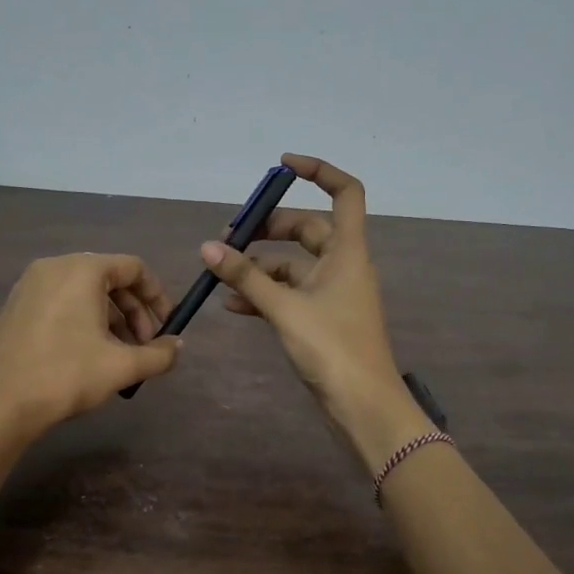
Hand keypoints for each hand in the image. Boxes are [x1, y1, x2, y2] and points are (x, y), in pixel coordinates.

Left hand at [0, 253, 181, 440]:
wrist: (1, 403)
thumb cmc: (66, 375)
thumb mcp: (122, 366)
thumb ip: (159, 354)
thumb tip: (177, 346)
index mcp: (82, 270)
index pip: (134, 268)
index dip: (157, 297)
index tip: (166, 327)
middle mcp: (55, 266)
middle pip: (110, 279)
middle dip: (134, 312)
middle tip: (144, 346)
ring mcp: (31, 284)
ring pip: (85, 292)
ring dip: (111, 319)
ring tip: (119, 355)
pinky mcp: (16, 305)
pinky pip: (62, 302)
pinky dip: (84, 320)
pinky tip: (88, 354)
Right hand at [198, 154, 429, 470]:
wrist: (363, 407)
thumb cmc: (333, 348)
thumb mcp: (285, 308)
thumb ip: (246, 277)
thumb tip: (209, 247)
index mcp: (348, 252)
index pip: (344, 192)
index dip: (318, 170)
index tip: (281, 166)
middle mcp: (343, 266)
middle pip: (307, 229)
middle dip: (269, 228)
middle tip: (230, 235)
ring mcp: (333, 294)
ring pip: (294, 265)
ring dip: (260, 264)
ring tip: (222, 270)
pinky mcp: (322, 319)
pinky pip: (290, 294)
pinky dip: (265, 293)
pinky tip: (233, 303)